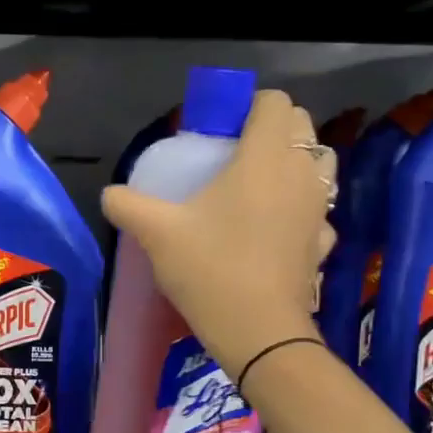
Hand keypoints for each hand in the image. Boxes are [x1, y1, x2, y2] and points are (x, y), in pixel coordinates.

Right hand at [100, 89, 336, 377]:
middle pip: (300, 125)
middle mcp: (301, 171)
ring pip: (318, 164)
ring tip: (258, 186)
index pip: (274, 102)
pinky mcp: (323, 240)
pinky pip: (316, 209)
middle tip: (233, 156)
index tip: (220, 130)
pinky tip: (273, 229)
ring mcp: (318, 207)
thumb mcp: (157, 234)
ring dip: (293, 163)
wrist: (257, 330)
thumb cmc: (209, 269)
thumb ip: (128, 205)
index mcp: (264, 156)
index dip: (249, 106)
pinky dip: (299, 207)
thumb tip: (109, 194)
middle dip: (271, 129)